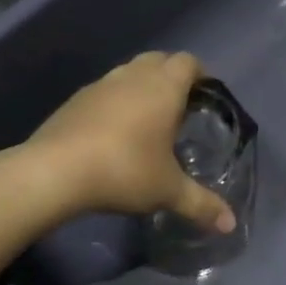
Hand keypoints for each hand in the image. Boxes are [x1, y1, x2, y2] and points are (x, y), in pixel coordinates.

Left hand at [29, 52, 235, 231]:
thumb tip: (230, 224)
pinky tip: (113, 132)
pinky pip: (105, 90)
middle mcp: (133, 76)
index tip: (205, 96)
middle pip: (159, 59)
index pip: (188, 62)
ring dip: (142, 86)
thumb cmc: (124, 170)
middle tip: (180, 107)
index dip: (200, 74)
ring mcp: (101, 84)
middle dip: (172, 76)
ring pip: (129, 72)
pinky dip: (116, 101)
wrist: (55, 170)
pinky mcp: (75, 99)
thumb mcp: (167, 191)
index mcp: (163, 87)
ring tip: (147, 119)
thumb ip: (201, 204)